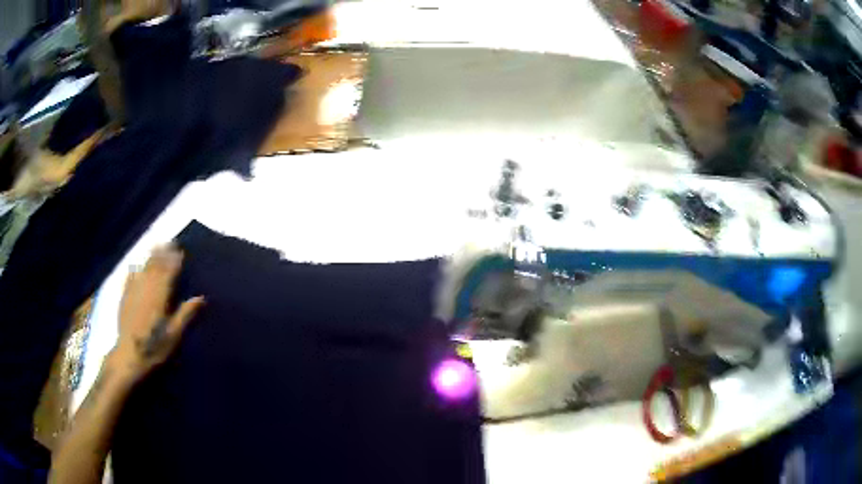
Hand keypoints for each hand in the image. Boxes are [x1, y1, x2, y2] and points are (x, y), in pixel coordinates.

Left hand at [113, 245, 203, 379]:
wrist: (130, 356)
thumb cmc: (155, 348)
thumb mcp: (174, 335)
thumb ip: (185, 314)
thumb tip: (200, 297)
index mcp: (160, 297)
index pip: (169, 273)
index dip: (174, 260)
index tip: (180, 249)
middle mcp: (146, 289)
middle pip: (156, 266)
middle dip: (163, 253)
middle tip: (169, 241)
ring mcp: (134, 292)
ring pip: (143, 269)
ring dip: (150, 257)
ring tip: (156, 246)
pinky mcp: (125, 298)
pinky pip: (129, 279)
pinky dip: (134, 270)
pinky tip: (135, 267)